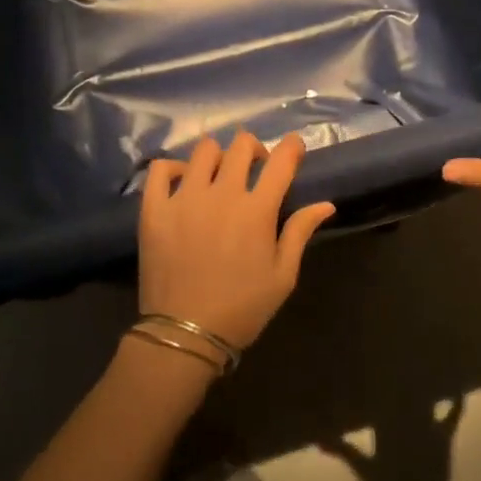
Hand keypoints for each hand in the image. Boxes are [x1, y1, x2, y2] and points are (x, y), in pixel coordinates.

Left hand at [139, 131, 336, 350]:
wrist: (186, 334)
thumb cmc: (242, 308)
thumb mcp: (282, 277)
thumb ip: (300, 233)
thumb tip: (326, 204)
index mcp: (257, 211)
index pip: (281, 161)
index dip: (292, 147)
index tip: (293, 148)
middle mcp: (222, 194)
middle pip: (241, 146)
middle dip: (254, 149)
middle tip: (255, 168)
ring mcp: (184, 198)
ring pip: (204, 150)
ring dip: (218, 156)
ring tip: (218, 175)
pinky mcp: (154, 209)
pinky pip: (161, 169)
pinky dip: (175, 167)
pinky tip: (184, 182)